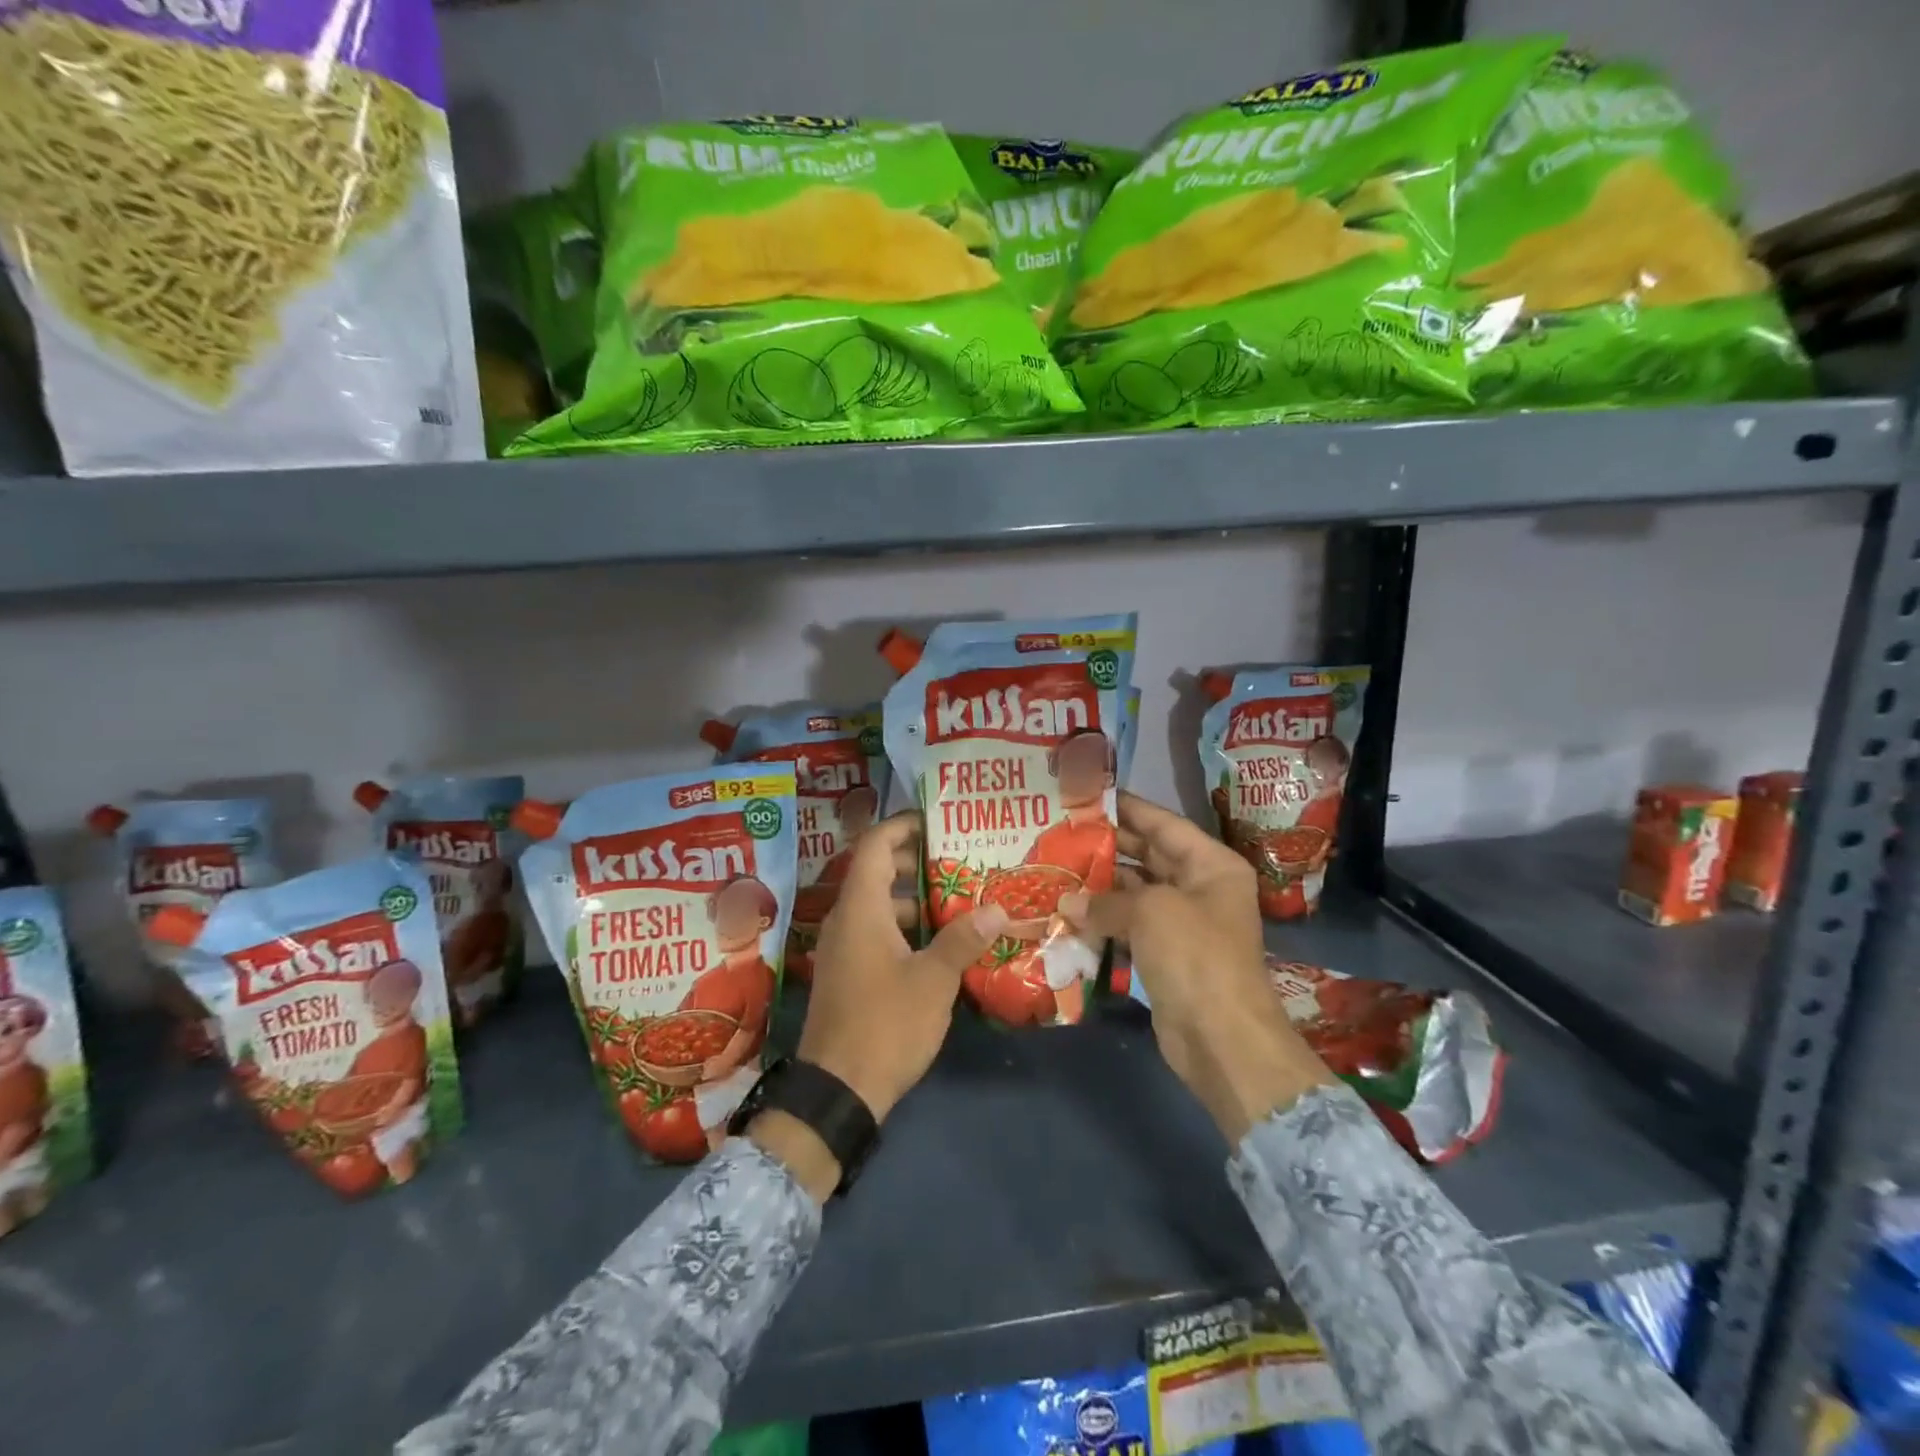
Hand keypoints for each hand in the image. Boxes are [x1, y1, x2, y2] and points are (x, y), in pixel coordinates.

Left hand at [797, 811, 1007, 1124]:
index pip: (875, 845)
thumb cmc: (885, 1024)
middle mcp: (845, 920)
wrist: (836, 1091)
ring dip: (911, 898)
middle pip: (876, 872)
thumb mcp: (933, 981)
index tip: (936, 820)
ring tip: (955, 898)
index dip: (903, 825)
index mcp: (860, 909)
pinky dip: (902, 926)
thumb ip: (963, 940)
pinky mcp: (846, 973)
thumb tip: (997, 908)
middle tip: (957, 859)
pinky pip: (873, 932)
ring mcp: (841, 948)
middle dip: (914, 861)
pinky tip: (935, 942)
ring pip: (876, 906)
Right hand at [1059, 792, 1335, 1142]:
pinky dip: (1102, 919)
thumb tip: (1067, 902)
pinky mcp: (1165, 954)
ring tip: (1056, 868)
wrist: (1221, 1039)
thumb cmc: (1195, 956)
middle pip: (1148, 855)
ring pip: (1135, 892)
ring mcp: (1183, 923)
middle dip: (1107, 846)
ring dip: (1099, 885)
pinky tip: (1067, 912)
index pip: (1163, 823)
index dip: (1126, 808)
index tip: (1088, 797)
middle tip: (1062, 831)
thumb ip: (1105, 900)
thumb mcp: (1150, 912)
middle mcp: (1200, 887)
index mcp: (1211, 865)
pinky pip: (1129, 925)